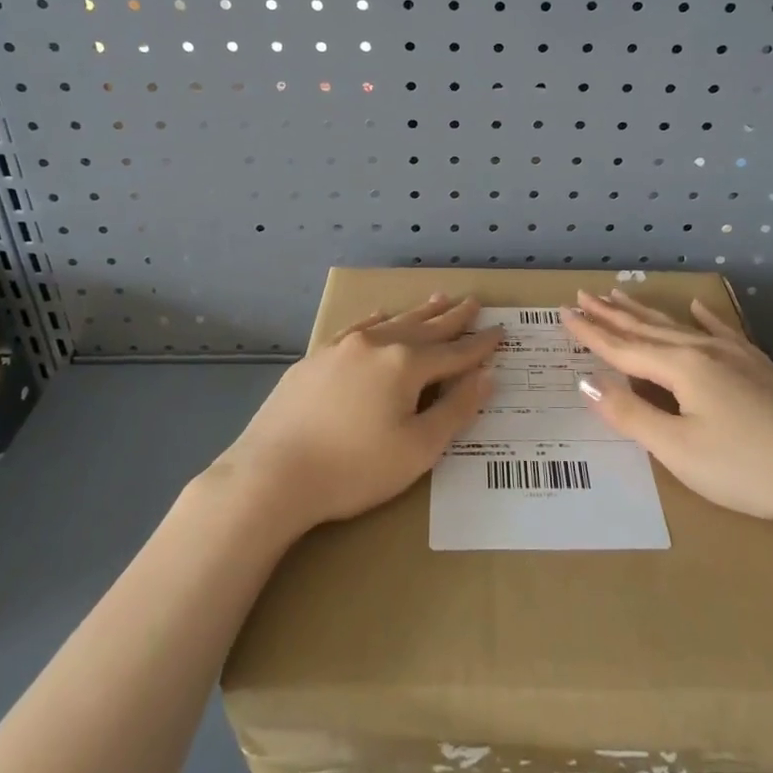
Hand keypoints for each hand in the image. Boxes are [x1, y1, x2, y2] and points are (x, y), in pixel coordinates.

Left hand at [213, 294, 501, 534]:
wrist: (272, 474)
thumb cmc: (354, 469)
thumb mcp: (418, 449)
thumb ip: (455, 410)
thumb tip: (486, 376)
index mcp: (405, 365)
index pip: (454, 352)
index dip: (480, 345)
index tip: (500, 331)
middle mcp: (376, 345)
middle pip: (424, 328)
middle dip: (452, 318)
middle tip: (473, 301)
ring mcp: (342, 348)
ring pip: (390, 322)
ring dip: (417, 312)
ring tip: (438, 298)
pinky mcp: (315, 359)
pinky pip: (355, 329)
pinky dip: (374, 320)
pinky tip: (379, 315)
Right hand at [563, 289, 772, 528]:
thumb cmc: (746, 468)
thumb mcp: (678, 449)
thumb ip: (631, 414)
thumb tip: (587, 382)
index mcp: (681, 369)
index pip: (623, 349)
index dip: (591, 333)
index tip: (564, 313)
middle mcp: (704, 351)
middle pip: (647, 329)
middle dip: (612, 314)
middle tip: (583, 294)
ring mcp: (736, 356)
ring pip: (679, 326)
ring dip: (645, 312)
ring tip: (620, 295)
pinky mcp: (760, 368)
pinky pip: (722, 332)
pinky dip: (704, 318)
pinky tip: (697, 307)